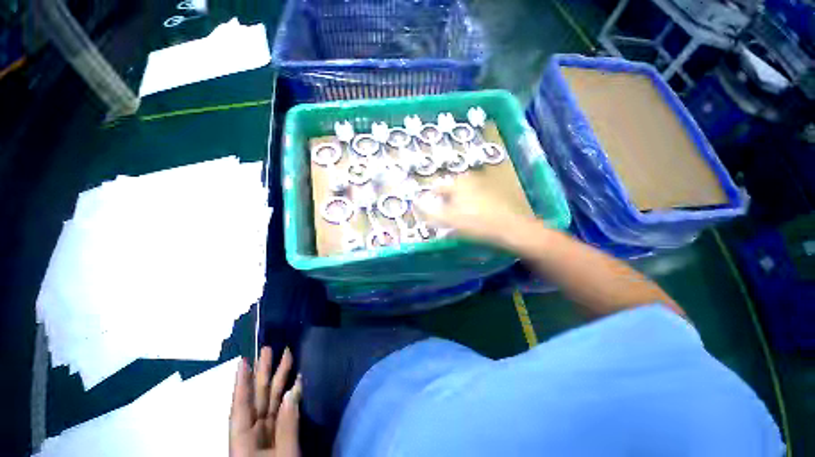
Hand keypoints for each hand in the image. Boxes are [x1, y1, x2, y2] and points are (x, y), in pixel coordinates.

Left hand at [230, 347, 300, 456]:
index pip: (241, 406)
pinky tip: (296, 381)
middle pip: (257, 398)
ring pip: (272, 401)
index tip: (244, 361)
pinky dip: (290, 395)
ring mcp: (267, 433)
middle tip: (269, 349)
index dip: (242, 383)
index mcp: (244, 441)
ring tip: (286, 356)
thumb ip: (288, 425)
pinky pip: (284, 410)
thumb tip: (294, 390)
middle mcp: (253, 433)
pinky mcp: (279, 435)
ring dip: (279, 379)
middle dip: (263, 374)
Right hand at [414, 179, 526, 243]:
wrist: (511, 228)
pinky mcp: (492, 194)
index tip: (431, 214)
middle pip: (449, 192)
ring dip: (456, 206)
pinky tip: (473, 218)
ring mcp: (482, 185)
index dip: (431, 201)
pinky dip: (469, 207)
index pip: (437, 189)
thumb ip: (430, 211)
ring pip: (462, 195)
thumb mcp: (449, 219)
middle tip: (445, 219)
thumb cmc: (476, 223)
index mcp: (457, 183)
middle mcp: (469, 179)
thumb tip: (416, 203)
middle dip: (444, 204)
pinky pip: (474, 199)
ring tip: (458, 221)